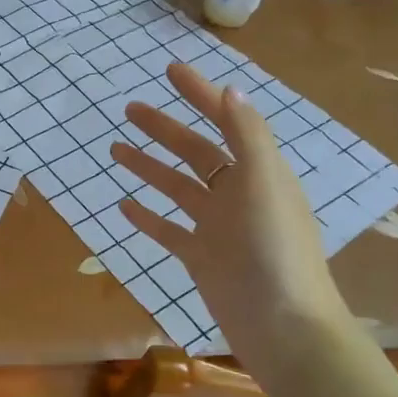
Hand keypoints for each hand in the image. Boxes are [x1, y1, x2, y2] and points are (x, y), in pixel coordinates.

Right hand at [110, 63, 349, 361]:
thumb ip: (247, 135)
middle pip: (195, 151)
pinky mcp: (201, 258)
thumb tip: (230, 88)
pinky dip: (147, 216)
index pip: (226, 121)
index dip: (200, 94)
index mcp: (258, 171)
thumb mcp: (265, 183)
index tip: (170, 71)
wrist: (283, 326)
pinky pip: (168, 229)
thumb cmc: (275, 249)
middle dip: (163, 128)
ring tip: (115, 150)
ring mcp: (218, 227)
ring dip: (149, 167)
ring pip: (177, 187)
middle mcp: (238, 194)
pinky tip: (122, 205)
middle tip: (129, 110)